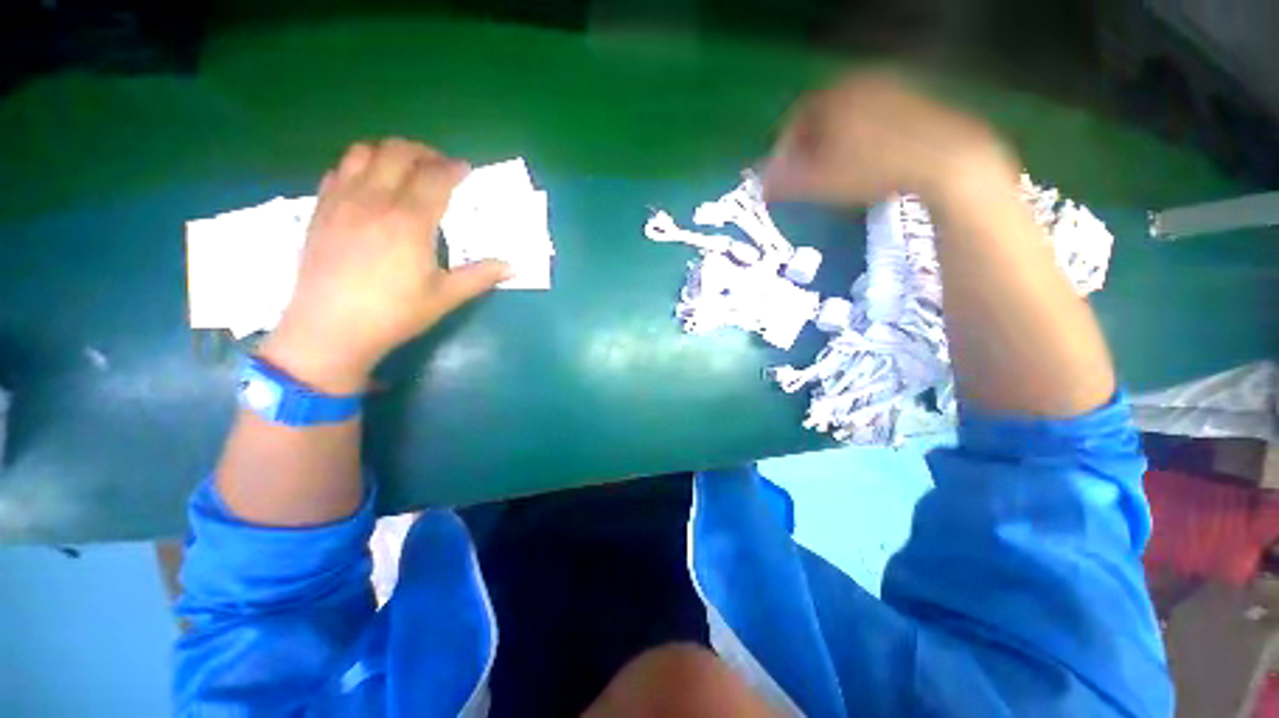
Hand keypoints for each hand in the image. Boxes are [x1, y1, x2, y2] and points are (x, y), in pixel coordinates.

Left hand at [261, 139, 510, 392]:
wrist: (330, 329)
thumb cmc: (394, 313)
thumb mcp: (445, 297)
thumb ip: (480, 276)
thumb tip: (512, 267)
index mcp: (409, 221)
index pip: (435, 178)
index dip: (453, 168)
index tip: (465, 169)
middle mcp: (374, 200)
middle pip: (398, 153)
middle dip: (424, 152)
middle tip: (439, 166)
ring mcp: (342, 201)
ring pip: (364, 152)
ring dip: (390, 152)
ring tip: (405, 169)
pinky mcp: (320, 210)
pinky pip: (339, 170)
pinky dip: (360, 166)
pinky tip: (370, 185)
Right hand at [760, 72, 1018, 205]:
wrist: (944, 159)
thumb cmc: (872, 169)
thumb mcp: (820, 181)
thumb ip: (785, 182)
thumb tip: (761, 186)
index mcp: (833, 96)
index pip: (795, 120)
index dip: (784, 149)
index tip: (785, 175)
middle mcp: (859, 82)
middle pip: (821, 116)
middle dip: (809, 148)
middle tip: (809, 176)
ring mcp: (890, 87)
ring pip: (847, 117)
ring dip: (835, 144)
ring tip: (836, 173)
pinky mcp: (914, 99)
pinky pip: (873, 117)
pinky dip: (862, 138)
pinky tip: (867, 161)